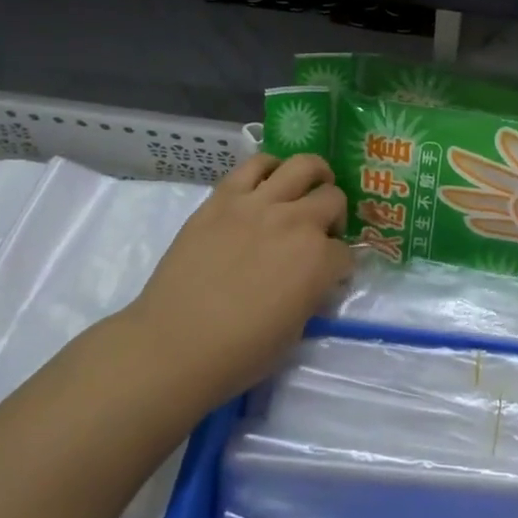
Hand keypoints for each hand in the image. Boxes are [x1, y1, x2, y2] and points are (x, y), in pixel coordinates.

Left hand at [128, 153, 350, 411]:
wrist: (173, 345)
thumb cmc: (238, 353)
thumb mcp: (295, 330)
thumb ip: (312, 293)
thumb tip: (314, 278)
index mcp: (319, 261)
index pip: (345, 253)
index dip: (338, 266)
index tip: (327, 276)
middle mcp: (297, 223)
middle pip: (333, 199)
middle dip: (334, 217)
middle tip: (320, 232)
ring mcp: (259, 204)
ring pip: (303, 166)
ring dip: (314, 177)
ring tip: (306, 189)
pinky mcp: (224, 197)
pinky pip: (256, 165)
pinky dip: (270, 168)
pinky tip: (269, 182)